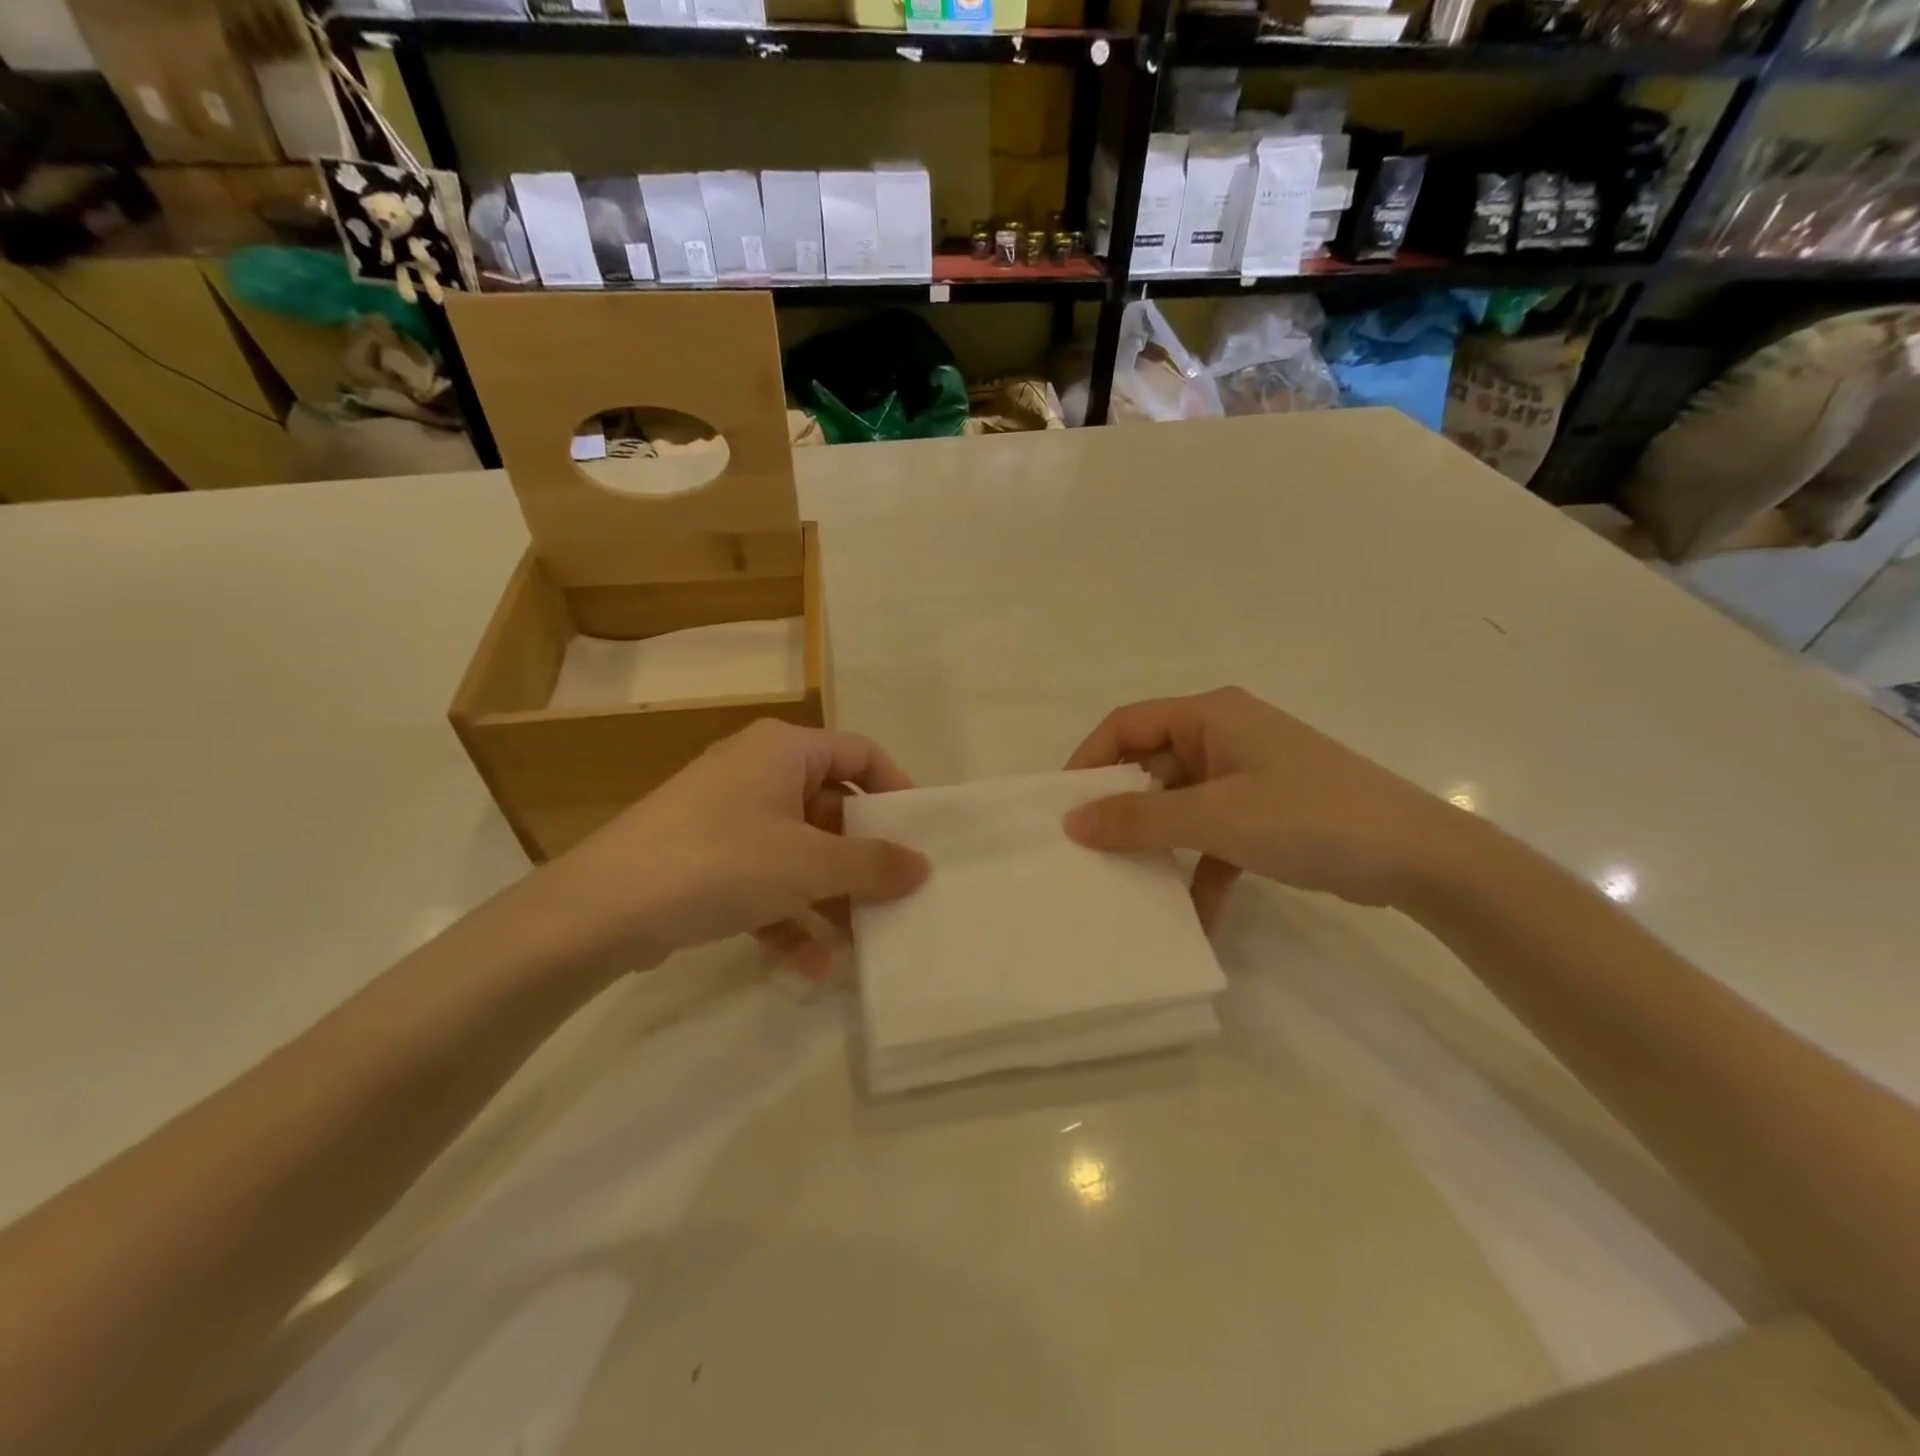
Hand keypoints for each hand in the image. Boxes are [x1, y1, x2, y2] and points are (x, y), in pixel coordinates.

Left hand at [529, 720, 929, 976]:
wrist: (600, 910)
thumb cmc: (721, 861)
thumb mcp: (808, 864)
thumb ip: (872, 864)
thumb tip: (922, 866)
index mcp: (784, 749)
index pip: (860, 752)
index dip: (895, 789)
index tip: (919, 835)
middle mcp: (756, 772)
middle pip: (830, 806)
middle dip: (861, 857)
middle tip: (895, 896)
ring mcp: (726, 817)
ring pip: (798, 850)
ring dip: (828, 896)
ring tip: (859, 941)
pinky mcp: (703, 859)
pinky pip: (762, 880)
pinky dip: (787, 916)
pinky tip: (809, 966)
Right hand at [1063, 687, 1465, 923]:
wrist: (1420, 857)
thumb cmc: (1309, 817)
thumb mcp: (1216, 819)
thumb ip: (1140, 820)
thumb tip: (1072, 822)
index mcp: (1211, 716)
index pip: (1127, 724)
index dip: (1089, 761)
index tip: (1062, 807)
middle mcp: (1224, 737)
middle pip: (1152, 766)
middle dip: (1121, 810)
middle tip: (1087, 851)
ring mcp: (1246, 776)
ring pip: (1180, 805)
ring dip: (1159, 844)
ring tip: (1126, 884)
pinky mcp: (1265, 814)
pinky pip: (1215, 837)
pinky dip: (1201, 871)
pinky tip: (1193, 918)